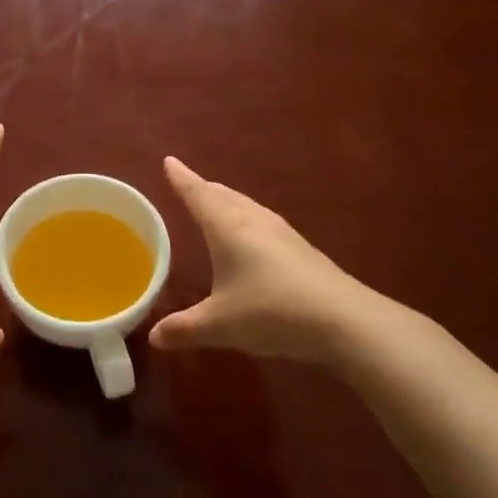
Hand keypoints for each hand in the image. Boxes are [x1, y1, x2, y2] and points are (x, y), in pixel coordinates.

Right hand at [150, 156, 370, 366]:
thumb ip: (184, 329)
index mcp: (228, 228)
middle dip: (203, 188)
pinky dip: (246, 220)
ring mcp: (282, 233)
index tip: (169, 161)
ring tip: (216, 204)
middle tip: (187, 183)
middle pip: (223, 195)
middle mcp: (254, 221)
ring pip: (246, 206)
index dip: (181, 178)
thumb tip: (153, 336)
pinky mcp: (301, 249)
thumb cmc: (272, 312)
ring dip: (227, 201)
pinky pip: (263, 222)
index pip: (198, 195)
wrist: (344, 320)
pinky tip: (251, 237)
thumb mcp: (220, 325)